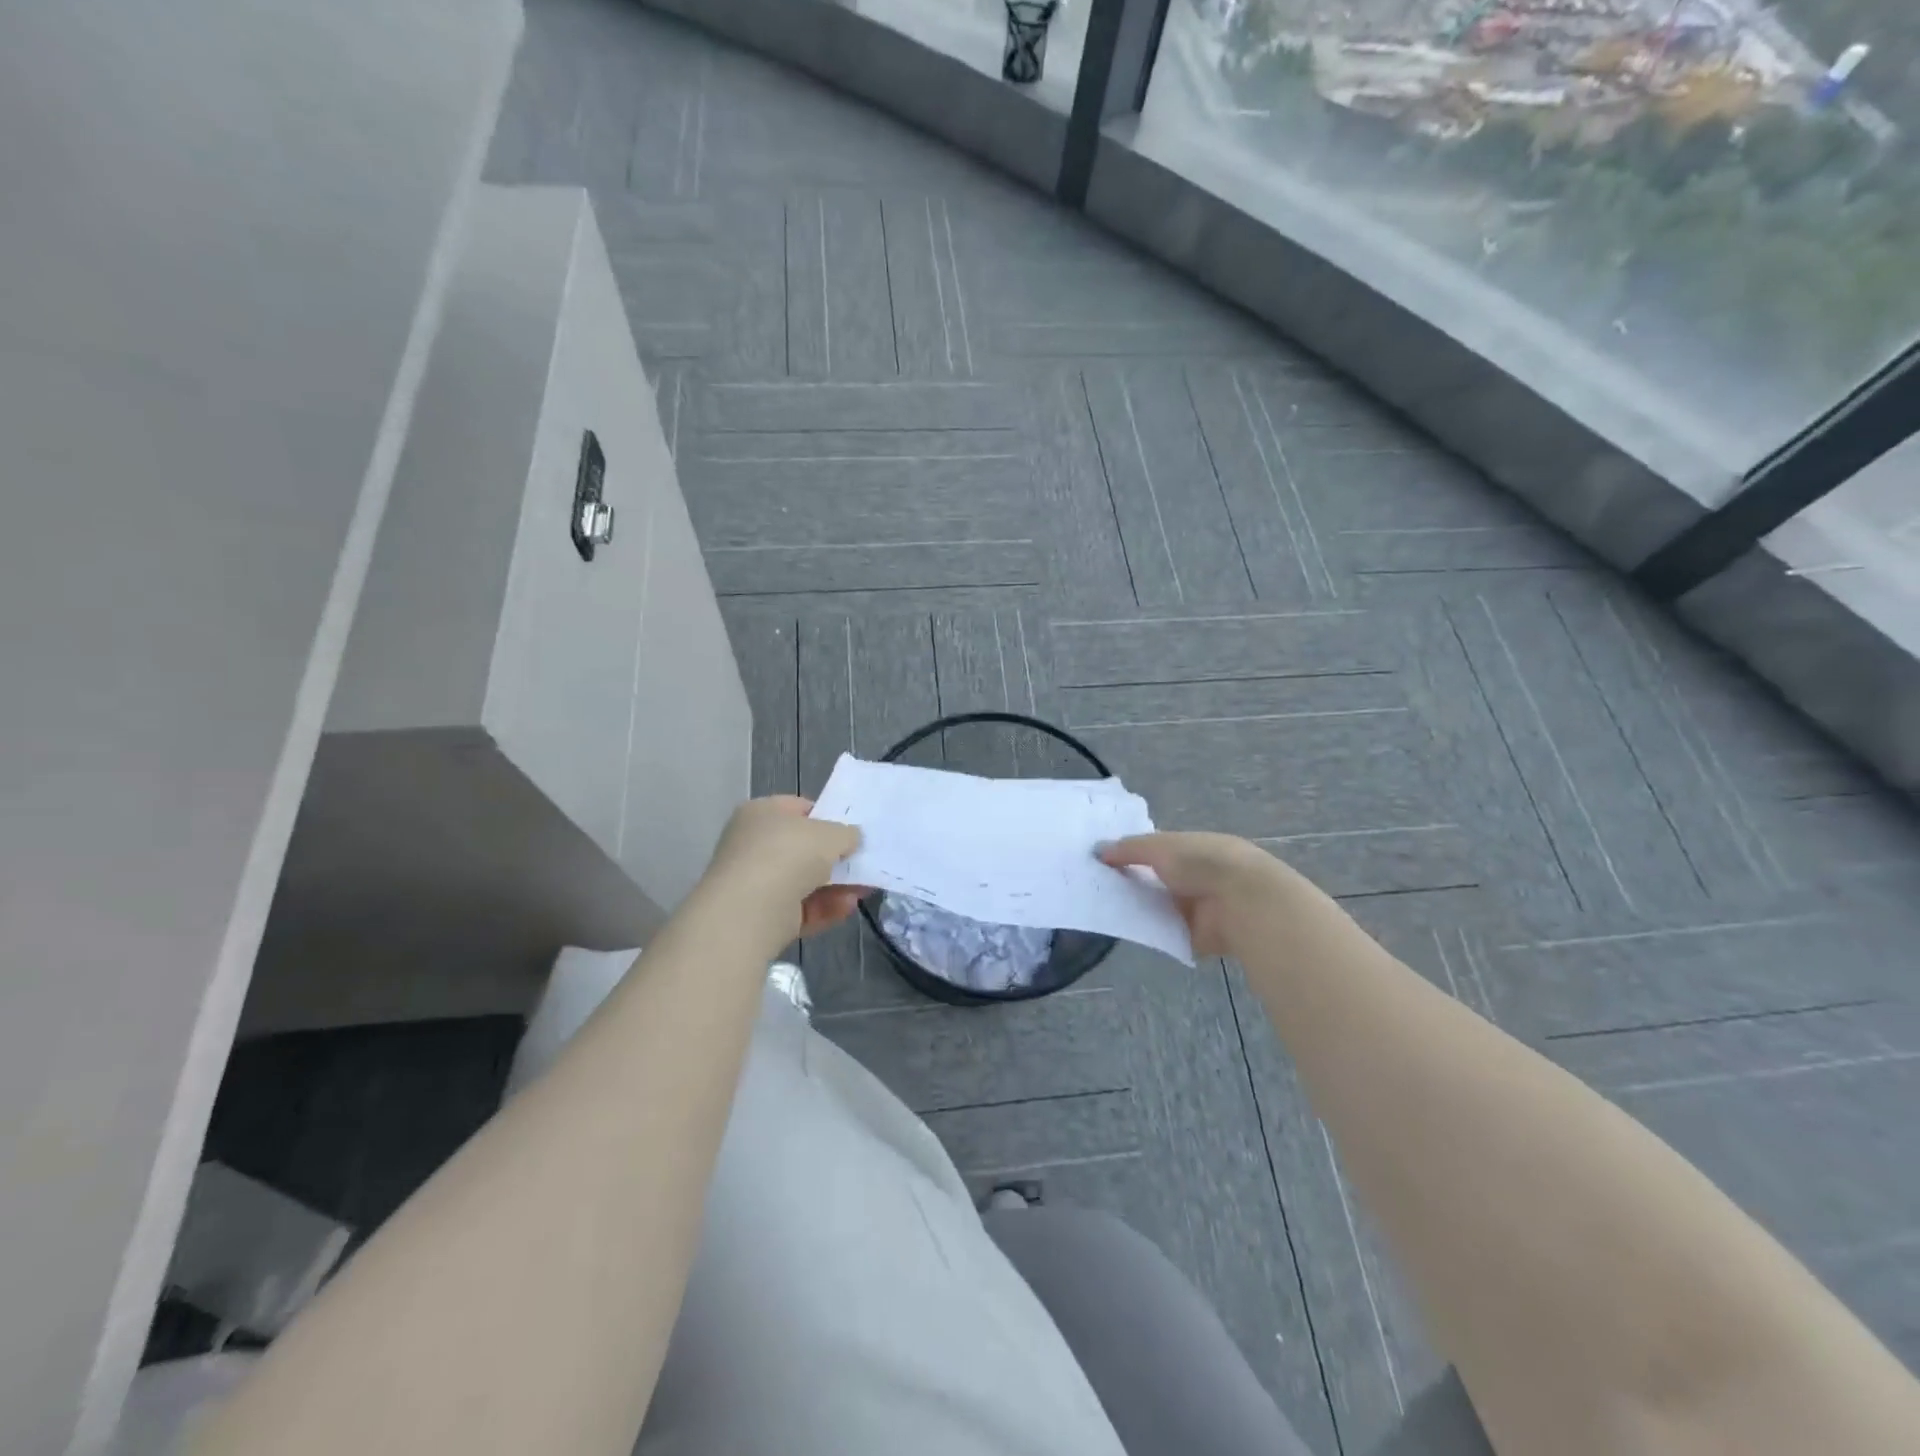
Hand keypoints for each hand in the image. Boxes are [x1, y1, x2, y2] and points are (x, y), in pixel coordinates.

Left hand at [703, 796, 867, 939]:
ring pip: (805, 882)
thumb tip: (851, 838)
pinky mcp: (763, 916)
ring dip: (836, 885)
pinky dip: (825, 908)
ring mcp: (756, 883)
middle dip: (835, 858)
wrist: (750, 911)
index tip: (851, 831)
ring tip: (865, 889)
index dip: (826, 817)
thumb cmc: (788, 855)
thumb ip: (846, 833)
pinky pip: (801, 908)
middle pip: (803, 849)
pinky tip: (848, 907)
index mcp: (761, 813)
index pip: (797, 809)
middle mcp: (754, 845)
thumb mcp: (829, 833)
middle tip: (863, 862)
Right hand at [1097, 832, 1286, 958]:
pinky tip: (1123, 931)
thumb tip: (1097, 850)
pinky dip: (1149, 932)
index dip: (1130, 854)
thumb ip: (1128, 849)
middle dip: (1131, 883)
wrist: (1241, 902)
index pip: (1156, 850)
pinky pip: (1166, 933)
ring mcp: (1197, 907)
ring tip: (1101, 909)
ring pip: (1159, 907)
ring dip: (1139, 908)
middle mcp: (1195, 876)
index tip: (1101, 861)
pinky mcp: (1197, 936)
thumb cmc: (1201, 863)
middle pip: (1155, 880)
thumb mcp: (1159, 846)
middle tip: (1095, 887)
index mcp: (1192, 848)